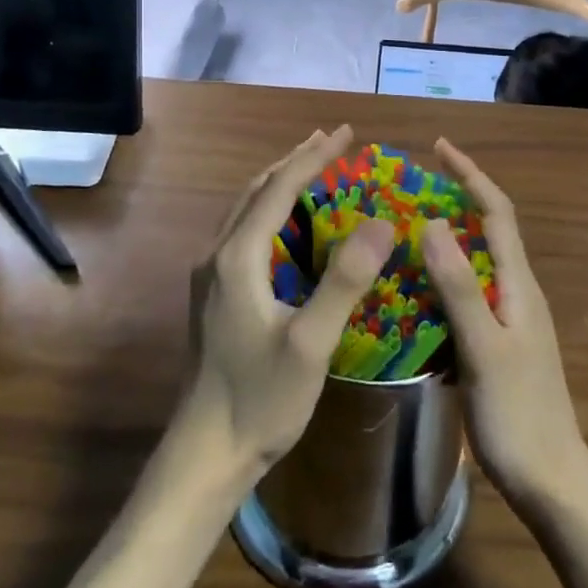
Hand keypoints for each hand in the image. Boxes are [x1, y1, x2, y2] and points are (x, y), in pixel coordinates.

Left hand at [178, 125, 392, 482]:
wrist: (205, 453)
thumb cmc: (262, 399)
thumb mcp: (311, 343)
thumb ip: (344, 281)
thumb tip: (382, 223)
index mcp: (239, 257)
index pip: (279, 188)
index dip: (314, 157)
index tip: (346, 133)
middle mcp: (218, 255)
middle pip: (257, 189)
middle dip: (295, 160)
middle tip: (332, 140)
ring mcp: (211, 275)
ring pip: (245, 208)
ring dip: (279, 181)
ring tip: (311, 166)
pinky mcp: (214, 295)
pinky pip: (243, 231)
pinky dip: (269, 209)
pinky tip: (288, 224)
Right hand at [420, 139, 587, 508]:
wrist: (551, 483)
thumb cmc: (518, 414)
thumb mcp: (484, 348)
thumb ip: (459, 286)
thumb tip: (434, 222)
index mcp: (518, 285)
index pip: (496, 212)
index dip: (470, 175)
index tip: (439, 147)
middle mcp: (516, 293)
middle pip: (487, 231)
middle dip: (454, 201)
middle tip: (408, 190)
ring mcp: (508, 320)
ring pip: (473, 264)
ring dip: (443, 241)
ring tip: (401, 232)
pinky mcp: (497, 344)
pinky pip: (465, 296)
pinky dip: (439, 281)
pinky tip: (411, 292)